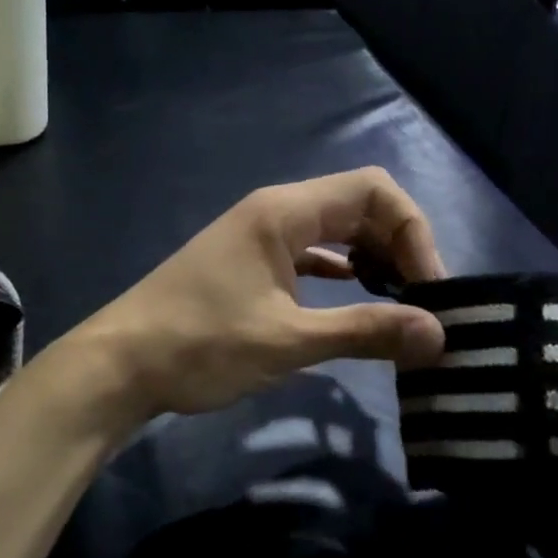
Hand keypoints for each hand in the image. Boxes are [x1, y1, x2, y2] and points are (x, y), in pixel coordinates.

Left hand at [73, 169, 447, 421]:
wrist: (119, 365)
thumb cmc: (200, 345)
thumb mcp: (288, 341)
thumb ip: (365, 331)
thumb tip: (438, 334)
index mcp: (285, 211)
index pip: (374, 191)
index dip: (414, 232)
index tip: (430, 288)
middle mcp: (275, 212)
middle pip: (358, 207)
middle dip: (399, 247)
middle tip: (423, 303)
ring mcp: (260, 237)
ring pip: (336, 231)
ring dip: (374, 260)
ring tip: (400, 304)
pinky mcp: (251, 264)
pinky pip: (312, 254)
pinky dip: (343, 272)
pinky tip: (358, 301)